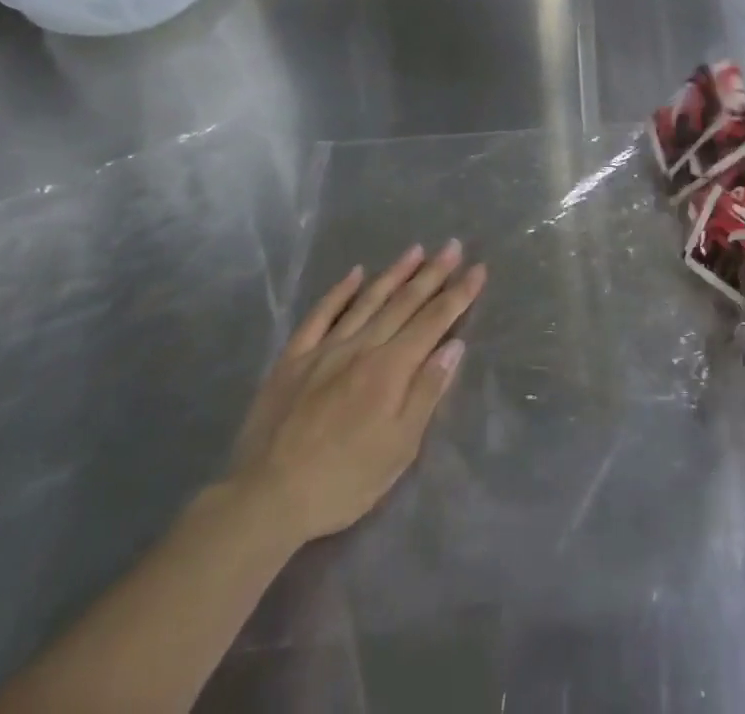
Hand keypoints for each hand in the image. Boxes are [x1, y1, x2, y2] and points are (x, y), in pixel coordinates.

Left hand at [225, 241, 486, 545]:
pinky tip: (354, 273)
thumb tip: (454, 346)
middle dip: (433, 273)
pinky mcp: (293, 358)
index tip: (479, 269)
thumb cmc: (343, 481)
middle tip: (453, 246)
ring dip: (395, 273)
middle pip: (404, 303)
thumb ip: (426, 392)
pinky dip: (339, 292)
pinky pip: (320, 315)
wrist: (265, 499)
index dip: (459, 294)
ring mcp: (325, 349)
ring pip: (367, 301)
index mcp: (391, 369)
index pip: (434, 321)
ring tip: (416, 249)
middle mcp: (362, 347)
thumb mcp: (399, 448)